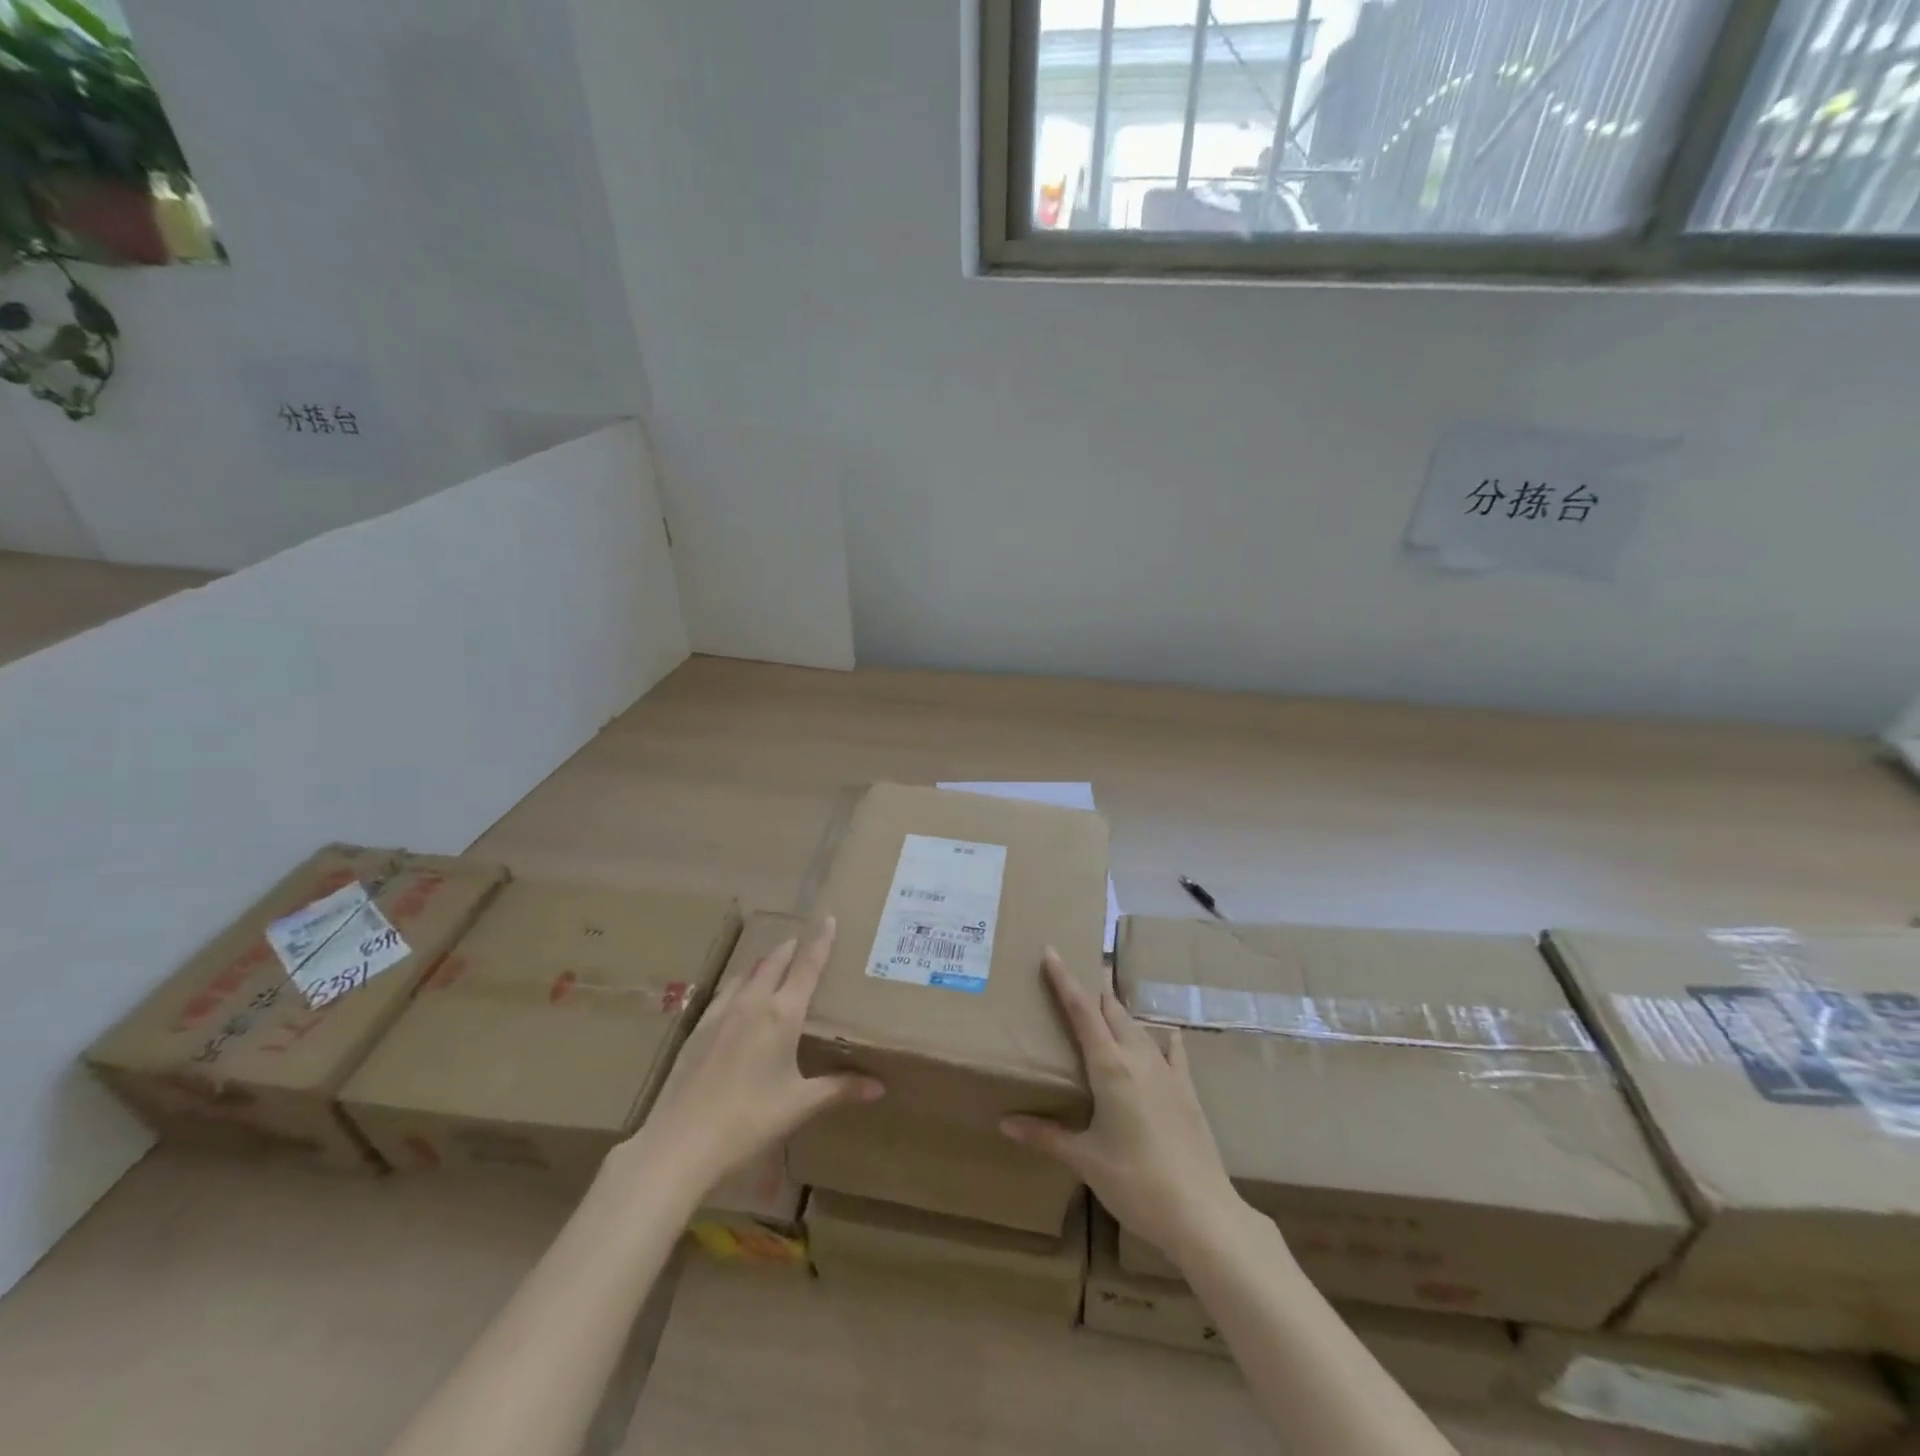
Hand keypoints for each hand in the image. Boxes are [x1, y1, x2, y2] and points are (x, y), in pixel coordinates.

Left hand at [614, 917, 883, 1201]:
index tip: (829, 918)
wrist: (680, 1142)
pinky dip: (740, 983)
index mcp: (783, 1014)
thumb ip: (840, 1089)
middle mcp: (752, 1003)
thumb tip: (880, 1087)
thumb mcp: (800, 1105)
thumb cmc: (749, 1121)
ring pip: (747, 973)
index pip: (807, 966)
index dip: (820, 941)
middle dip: (791, 947)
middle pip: (775, 962)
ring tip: (774, 962)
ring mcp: (721, 1013)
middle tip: (803, 939)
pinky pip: (725, 992)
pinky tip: (738, 996)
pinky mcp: (698, 1028)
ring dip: (764, 962)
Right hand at [1001, 950, 1242, 1265]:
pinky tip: (1166, 1034)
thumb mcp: (1084, 1159)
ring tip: (1106, 1004)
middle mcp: (1138, 1058)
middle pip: (1111, 1010)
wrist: (1202, 1212)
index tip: (1052, 952)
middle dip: (1093, 991)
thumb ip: (1045, 1135)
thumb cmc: (1135, 1182)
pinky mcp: (1187, 1091)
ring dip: (1120, 1012)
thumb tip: (1004, 1122)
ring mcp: (1166, 1072)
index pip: (1081, 1011)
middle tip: (1076, 977)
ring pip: (1138, 1027)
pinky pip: (1172, 1052)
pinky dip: (1162, 1038)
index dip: (1065, 980)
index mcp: (1109, 1067)